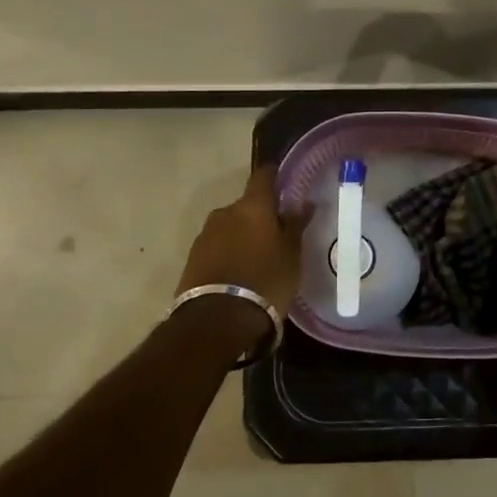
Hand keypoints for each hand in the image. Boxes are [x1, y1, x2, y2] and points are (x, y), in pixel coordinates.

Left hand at [177, 166, 314, 316]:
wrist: (217, 321)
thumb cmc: (265, 281)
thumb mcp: (291, 255)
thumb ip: (295, 225)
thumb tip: (304, 203)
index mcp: (252, 206)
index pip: (263, 176)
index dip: (274, 176)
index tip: (284, 182)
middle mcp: (225, 212)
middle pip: (246, 205)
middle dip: (259, 215)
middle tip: (275, 234)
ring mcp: (205, 235)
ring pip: (230, 226)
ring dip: (242, 235)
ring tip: (256, 258)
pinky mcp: (192, 258)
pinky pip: (217, 246)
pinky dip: (228, 252)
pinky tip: (238, 272)